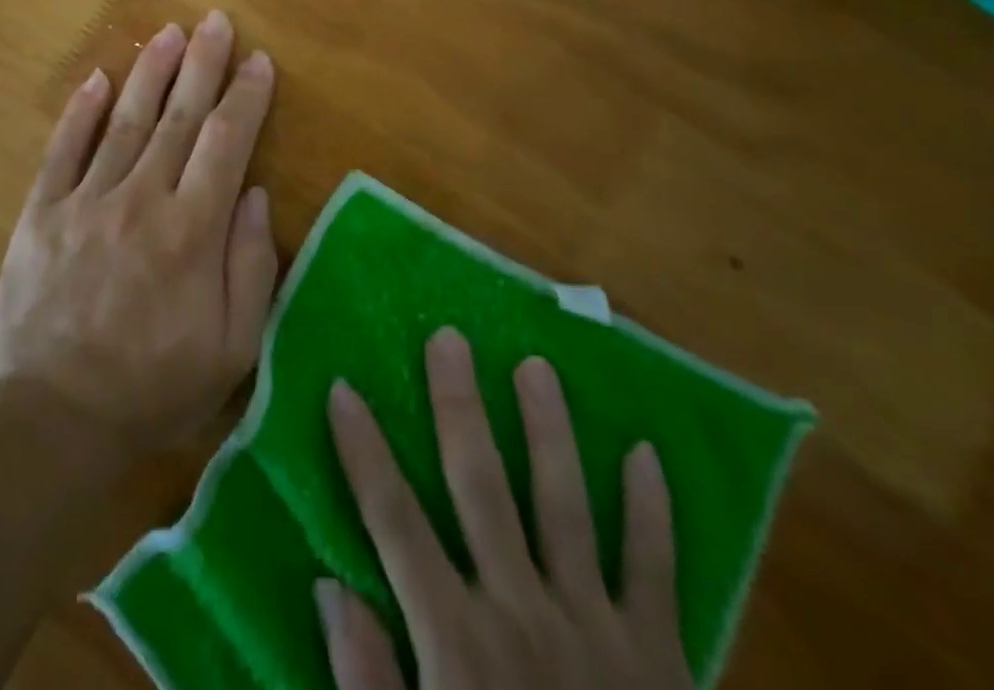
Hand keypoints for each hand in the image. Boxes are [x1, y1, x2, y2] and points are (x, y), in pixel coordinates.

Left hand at [0, 10, 278, 461]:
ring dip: (150, 72)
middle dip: (202, 64)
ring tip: (169, 31)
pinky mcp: (43, 213)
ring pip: (126, 121)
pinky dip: (81, 111)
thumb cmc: (153, 388)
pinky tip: (98, 79)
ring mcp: (86, 201)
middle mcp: (141, 200)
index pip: (226, 143)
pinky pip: (64, 150)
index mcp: (191, 231)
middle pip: (179, 117)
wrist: (53, 421)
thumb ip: (250, 266)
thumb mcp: (230, 348)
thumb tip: (253, 193)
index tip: (259, 61)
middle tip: (215, 21)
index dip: (246, 97)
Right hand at [318, 328, 694, 689]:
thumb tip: (330, 588)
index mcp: (458, 645)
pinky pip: (656, 571)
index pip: (394, 522)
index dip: (364, 452)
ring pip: (566, 505)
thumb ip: (368, 686)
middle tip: (450, 338)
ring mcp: (597, 630)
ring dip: (550, 430)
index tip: (343, 388)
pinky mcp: (662, 659)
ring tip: (537, 366)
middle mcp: (523, 614)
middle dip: (459, 406)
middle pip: (481, 486)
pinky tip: (647, 454)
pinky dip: (652, 512)